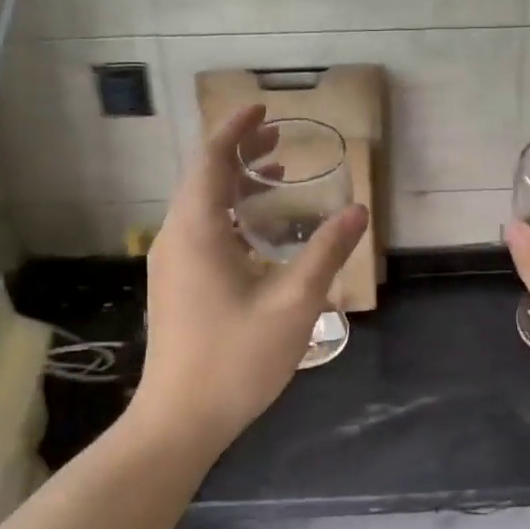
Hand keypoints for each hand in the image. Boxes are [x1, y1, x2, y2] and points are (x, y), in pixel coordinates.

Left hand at [137, 105, 368, 445]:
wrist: (179, 421)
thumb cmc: (236, 359)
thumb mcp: (294, 303)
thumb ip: (326, 252)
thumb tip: (358, 211)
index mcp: (196, 230)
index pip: (211, 159)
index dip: (235, 128)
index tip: (263, 106)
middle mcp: (175, 238)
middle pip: (204, 178)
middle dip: (240, 152)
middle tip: (280, 137)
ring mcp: (171, 264)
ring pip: (202, 206)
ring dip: (236, 186)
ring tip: (276, 176)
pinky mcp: (176, 286)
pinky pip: (201, 231)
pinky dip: (230, 215)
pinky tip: (260, 233)